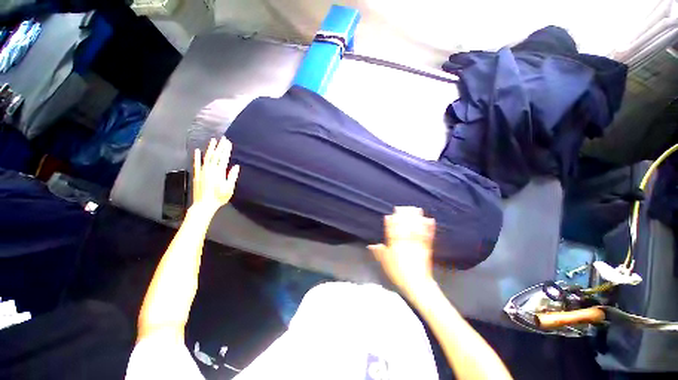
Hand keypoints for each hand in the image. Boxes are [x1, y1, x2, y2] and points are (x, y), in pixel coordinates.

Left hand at [193, 137, 239, 211]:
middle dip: (220, 146)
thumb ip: (232, 176)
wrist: (204, 204)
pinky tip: (197, 151)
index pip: (224, 158)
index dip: (226, 150)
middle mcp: (210, 169)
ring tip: (213, 140)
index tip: (229, 143)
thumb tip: (236, 166)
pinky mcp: (197, 175)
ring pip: (207, 157)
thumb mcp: (229, 188)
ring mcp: (202, 171)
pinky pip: (196, 164)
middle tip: (223, 139)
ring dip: (210, 148)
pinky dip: (197, 157)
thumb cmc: (219, 197)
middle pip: (216, 155)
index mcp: (219, 172)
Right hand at [369, 207, 435, 296]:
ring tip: (417, 209)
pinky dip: (429, 227)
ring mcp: (417, 243)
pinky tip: (430, 220)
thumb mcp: (385, 263)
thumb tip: (371, 245)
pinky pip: (427, 235)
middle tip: (404, 207)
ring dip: (417, 217)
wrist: (417, 284)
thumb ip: (379, 252)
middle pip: (404, 225)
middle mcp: (405, 241)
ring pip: (416, 227)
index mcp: (395, 244)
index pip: (391, 230)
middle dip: (404, 215)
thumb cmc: (398, 273)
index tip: (389, 215)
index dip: (390, 222)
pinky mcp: (426, 247)